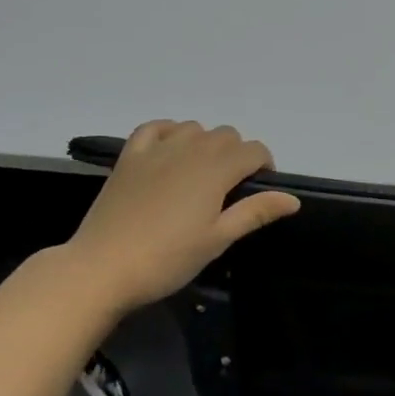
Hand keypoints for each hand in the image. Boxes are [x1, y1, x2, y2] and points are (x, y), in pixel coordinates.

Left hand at [68, 121, 300, 314]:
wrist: (102, 268)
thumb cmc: (167, 258)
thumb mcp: (218, 239)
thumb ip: (255, 212)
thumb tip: (292, 198)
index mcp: (217, 168)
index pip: (254, 151)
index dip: (264, 167)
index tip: (257, 194)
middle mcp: (191, 148)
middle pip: (227, 135)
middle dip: (237, 156)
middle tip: (228, 192)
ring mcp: (158, 148)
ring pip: (195, 128)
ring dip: (205, 144)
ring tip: (199, 176)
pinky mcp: (130, 155)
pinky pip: (156, 127)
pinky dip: (169, 132)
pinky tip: (169, 152)